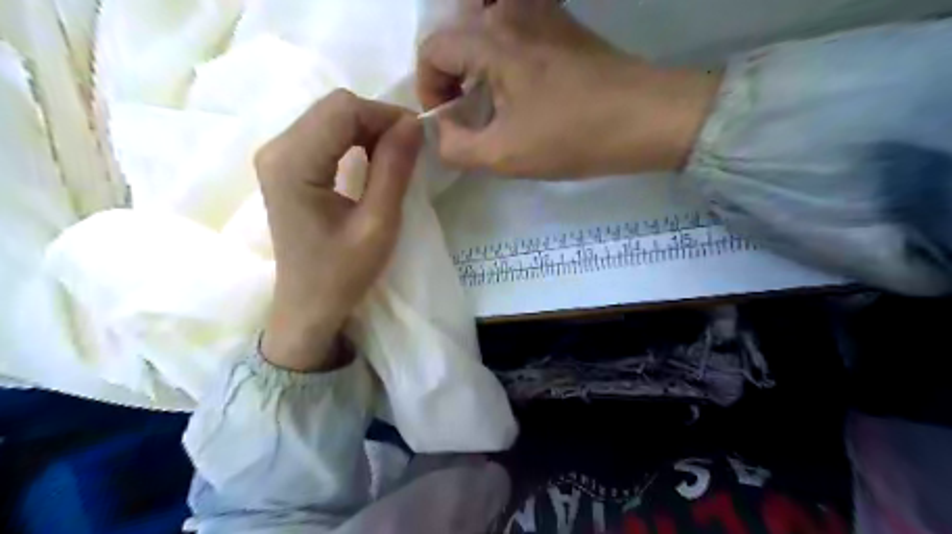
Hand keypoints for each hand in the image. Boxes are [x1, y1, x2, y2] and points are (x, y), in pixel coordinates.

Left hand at [253, 90, 419, 370]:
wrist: (308, 305)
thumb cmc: (342, 273)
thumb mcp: (378, 224)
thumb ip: (394, 169)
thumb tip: (413, 124)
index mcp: (293, 163)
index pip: (343, 110)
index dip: (386, 115)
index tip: (419, 139)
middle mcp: (275, 149)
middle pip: (334, 107)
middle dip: (378, 120)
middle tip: (410, 149)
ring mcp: (276, 156)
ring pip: (330, 116)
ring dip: (368, 129)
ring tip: (395, 156)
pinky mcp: (285, 165)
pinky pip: (324, 133)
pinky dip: (354, 139)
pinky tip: (372, 160)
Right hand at [418, 0, 720, 179]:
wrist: (645, 117)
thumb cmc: (572, 136)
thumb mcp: (504, 155)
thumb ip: (455, 147)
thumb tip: (441, 130)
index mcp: (491, 38)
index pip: (433, 48)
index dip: (429, 86)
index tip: (448, 119)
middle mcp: (510, 11)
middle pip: (455, 31)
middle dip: (449, 72)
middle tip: (464, 108)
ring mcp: (540, 10)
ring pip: (483, 22)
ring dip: (474, 58)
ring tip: (486, 94)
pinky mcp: (561, 21)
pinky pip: (513, 23)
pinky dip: (500, 49)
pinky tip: (516, 82)